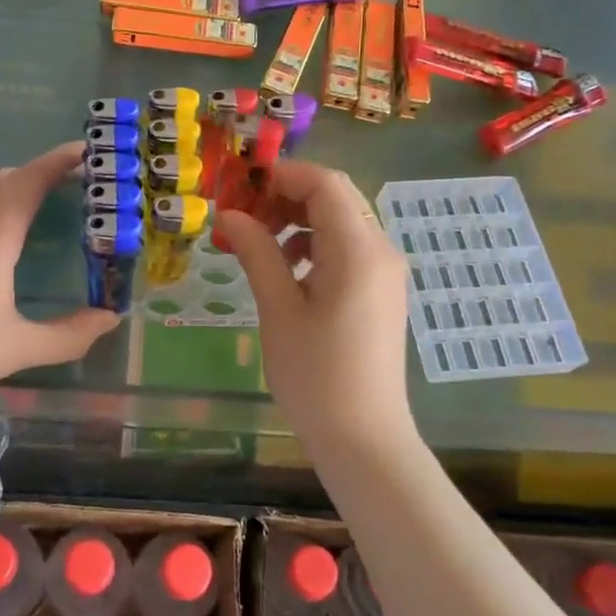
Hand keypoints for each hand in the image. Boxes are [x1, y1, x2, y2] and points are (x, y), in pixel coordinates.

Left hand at [0, 141, 119, 411]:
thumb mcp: (17, 349)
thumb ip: (68, 335)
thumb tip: (110, 319)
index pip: (30, 181)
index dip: (59, 161)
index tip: (87, 151)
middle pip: (6, 178)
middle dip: (41, 171)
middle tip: (75, 181)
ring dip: (13, 183)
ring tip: (41, 200)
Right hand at [213, 161, 411, 441]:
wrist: (364, 440)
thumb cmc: (316, 376)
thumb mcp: (278, 310)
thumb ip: (257, 252)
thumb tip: (231, 214)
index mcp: (359, 250)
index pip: (325, 183)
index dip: (282, 175)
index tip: (241, 186)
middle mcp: (380, 250)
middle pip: (335, 198)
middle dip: (286, 197)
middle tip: (243, 216)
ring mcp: (384, 272)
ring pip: (340, 222)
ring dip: (297, 221)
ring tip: (257, 244)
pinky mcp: (380, 292)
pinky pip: (347, 249)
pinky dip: (313, 246)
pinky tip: (286, 271)